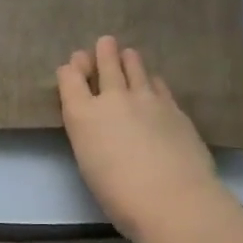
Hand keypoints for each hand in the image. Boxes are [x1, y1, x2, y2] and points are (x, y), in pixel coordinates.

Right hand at [57, 37, 232, 242]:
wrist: (172, 199)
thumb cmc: (118, 194)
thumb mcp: (89, 163)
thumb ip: (90, 136)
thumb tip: (99, 125)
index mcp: (82, 115)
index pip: (69, 78)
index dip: (70, 70)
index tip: (73, 66)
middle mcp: (112, 98)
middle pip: (106, 63)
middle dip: (102, 52)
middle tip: (105, 43)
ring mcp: (147, 99)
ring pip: (135, 67)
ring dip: (128, 59)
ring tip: (128, 54)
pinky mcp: (174, 107)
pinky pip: (158, 84)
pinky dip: (152, 80)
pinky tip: (153, 81)